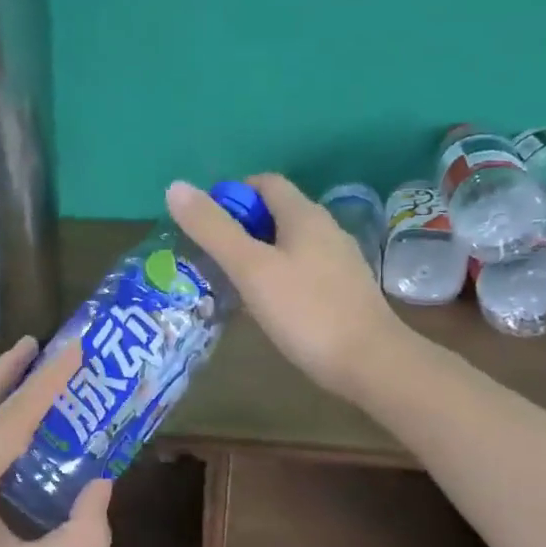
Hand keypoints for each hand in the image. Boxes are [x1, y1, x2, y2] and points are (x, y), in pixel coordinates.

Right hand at [167, 173, 415, 401]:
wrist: (370, 363)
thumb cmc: (306, 311)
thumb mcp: (251, 268)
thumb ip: (213, 229)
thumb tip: (175, 187)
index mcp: (304, 215)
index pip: (264, 183)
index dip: (230, 195)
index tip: (203, 225)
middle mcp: (325, 230)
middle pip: (274, 214)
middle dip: (238, 227)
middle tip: (207, 257)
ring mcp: (337, 262)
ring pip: (286, 245)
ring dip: (255, 255)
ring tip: (226, 282)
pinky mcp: (341, 291)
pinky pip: (299, 271)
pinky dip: (275, 277)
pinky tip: (261, 306)